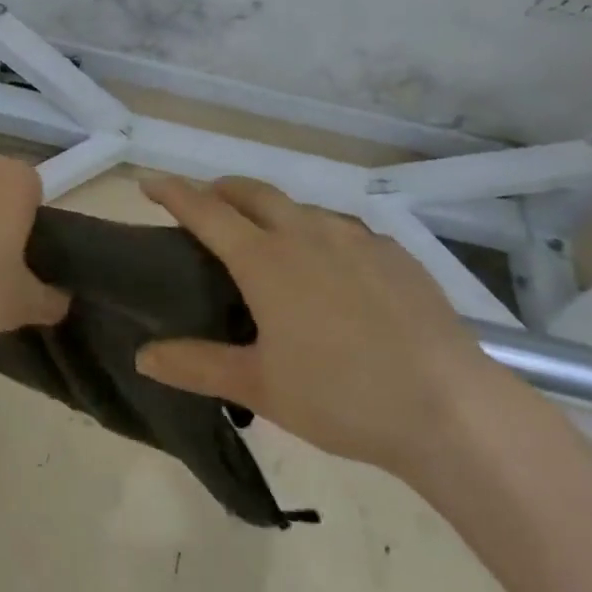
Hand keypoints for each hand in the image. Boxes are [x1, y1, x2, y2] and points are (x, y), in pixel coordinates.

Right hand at [134, 175, 498, 479]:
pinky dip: (319, 234)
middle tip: (206, 205)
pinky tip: (333, 270)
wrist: (449, 408)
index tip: (148, 182)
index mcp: (265, 260)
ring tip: (269, 241)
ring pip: (300, 207)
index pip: (206, 211)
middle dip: (221, 190)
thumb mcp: (260, 386)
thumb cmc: (341, 396)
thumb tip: (143, 356)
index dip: (173, 192)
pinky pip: (343, 230)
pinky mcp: (394, 253)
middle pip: (252, 192)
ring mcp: (355, 238)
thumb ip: (197, 365)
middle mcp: (306, 233)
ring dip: (272, 211)